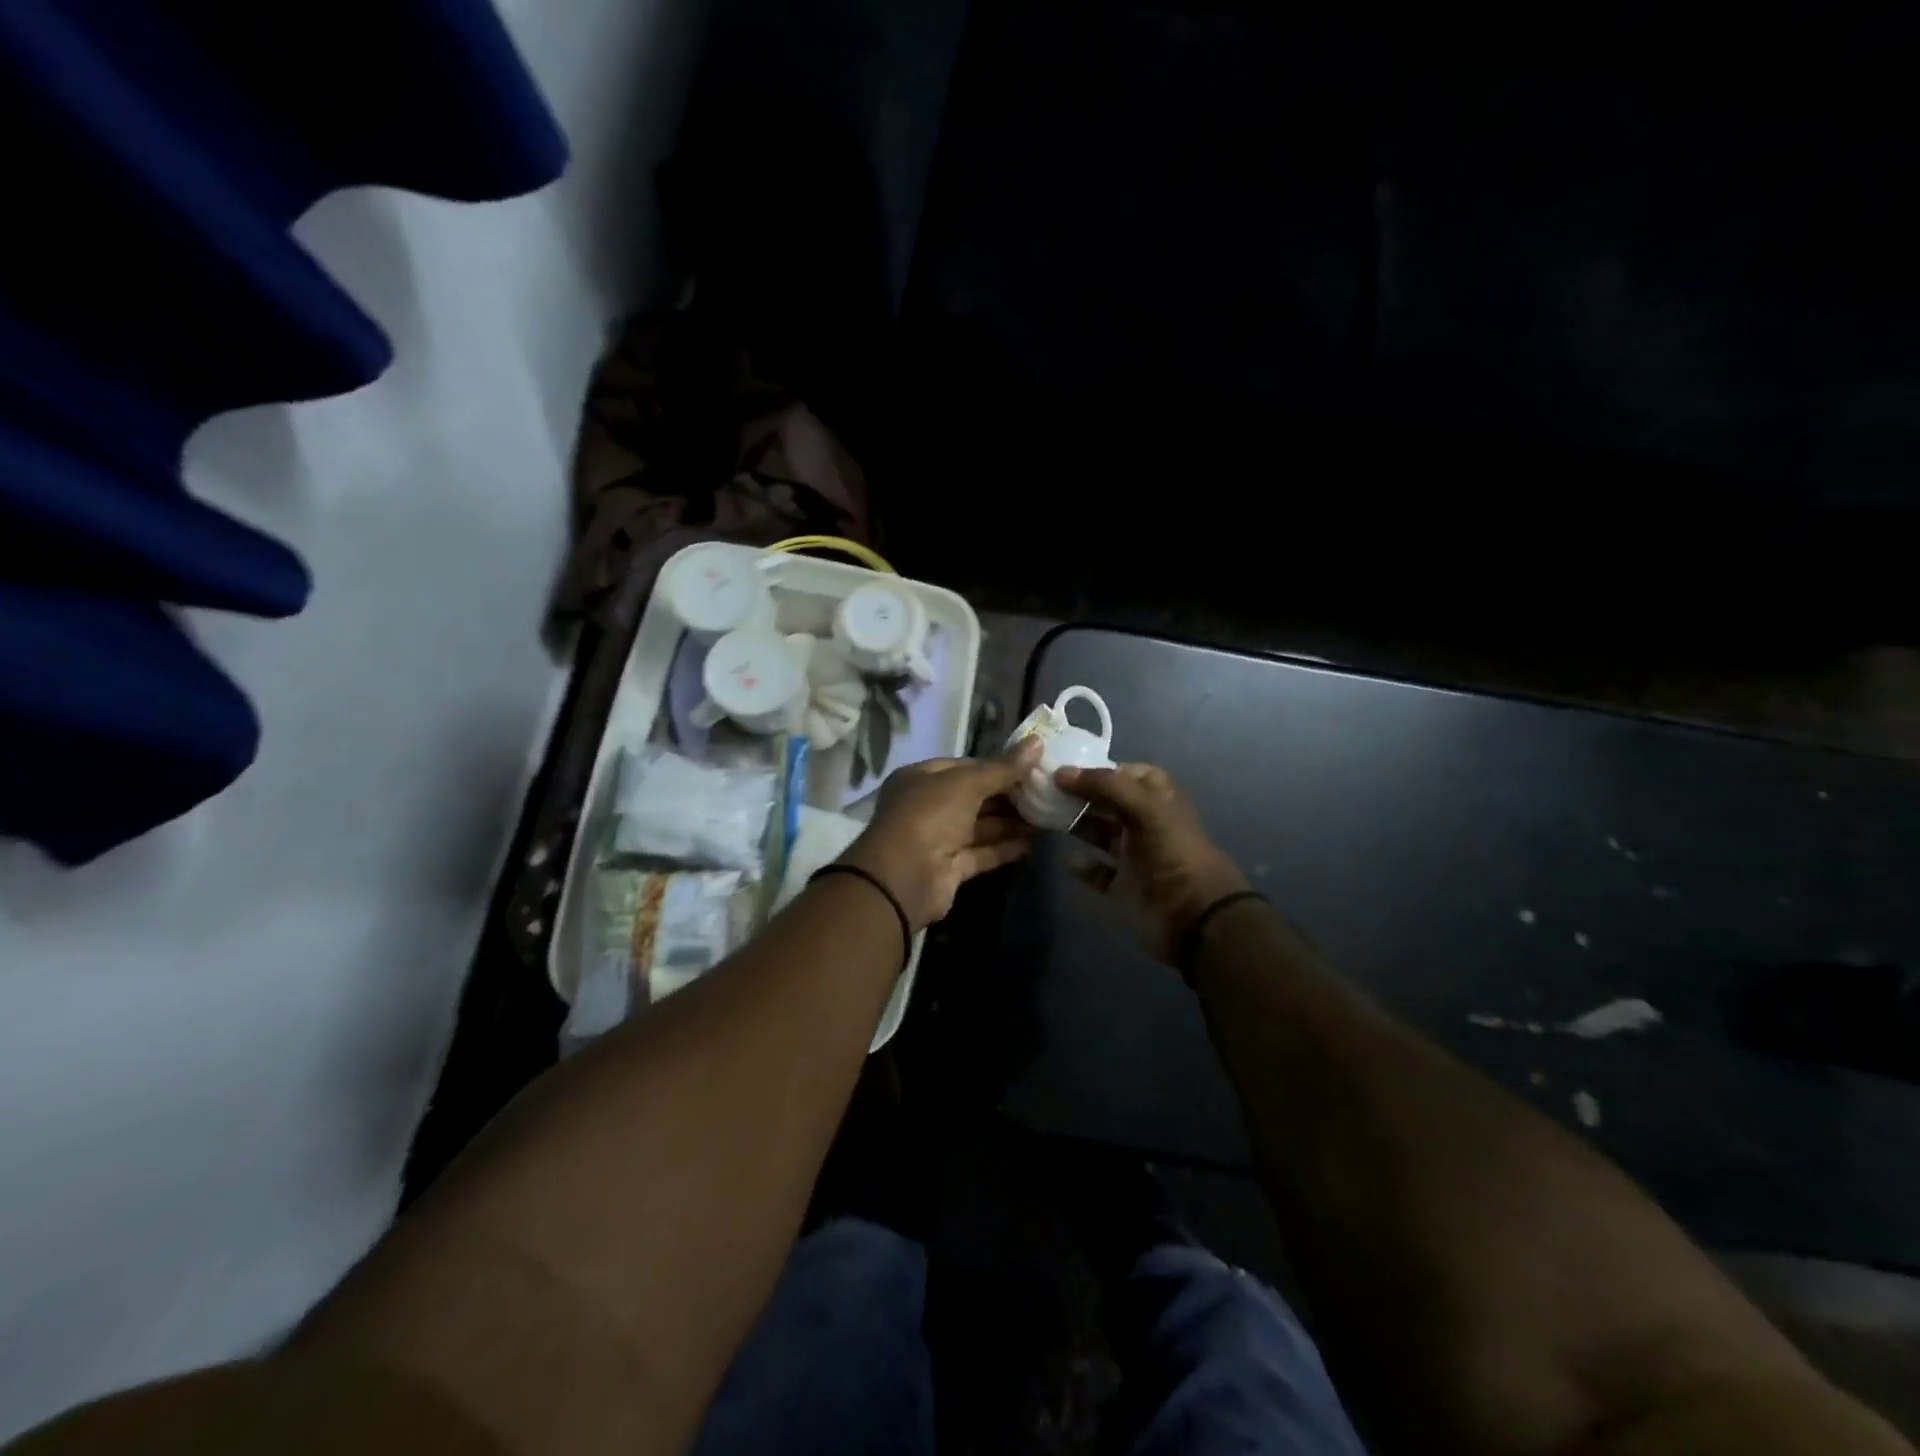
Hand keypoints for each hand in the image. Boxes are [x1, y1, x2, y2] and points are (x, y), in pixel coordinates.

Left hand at [838, 738, 1041, 930]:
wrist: (904, 878)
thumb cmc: (930, 816)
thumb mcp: (966, 783)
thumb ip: (1003, 767)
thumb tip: (1037, 742)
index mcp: (922, 778)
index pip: (966, 766)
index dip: (998, 766)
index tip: (1033, 767)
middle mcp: (928, 806)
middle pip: (975, 797)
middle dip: (1009, 795)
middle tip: (1048, 792)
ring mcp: (939, 838)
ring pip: (981, 826)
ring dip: (1012, 822)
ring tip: (1049, 816)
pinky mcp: (951, 867)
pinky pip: (983, 852)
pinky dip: (1006, 847)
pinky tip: (1034, 842)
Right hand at [1056, 762, 1249, 963]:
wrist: (1194, 917)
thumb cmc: (1173, 853)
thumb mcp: (1146, 808)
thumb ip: (1106, 786)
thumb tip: (1061, 773)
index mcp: (1158, 800)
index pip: (1129, 774)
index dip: (1101, 770)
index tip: (1067, 769)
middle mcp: (1145, 823)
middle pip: (1108, 802)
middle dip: (1081, 794)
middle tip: (1046, 789)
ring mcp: (1133, 855)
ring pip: (1099, 833)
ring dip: (1076, 824)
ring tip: (1046, 815)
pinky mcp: (1122, 885)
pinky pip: (1097, 871)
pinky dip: (1081, 865)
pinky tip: (1065, 857)